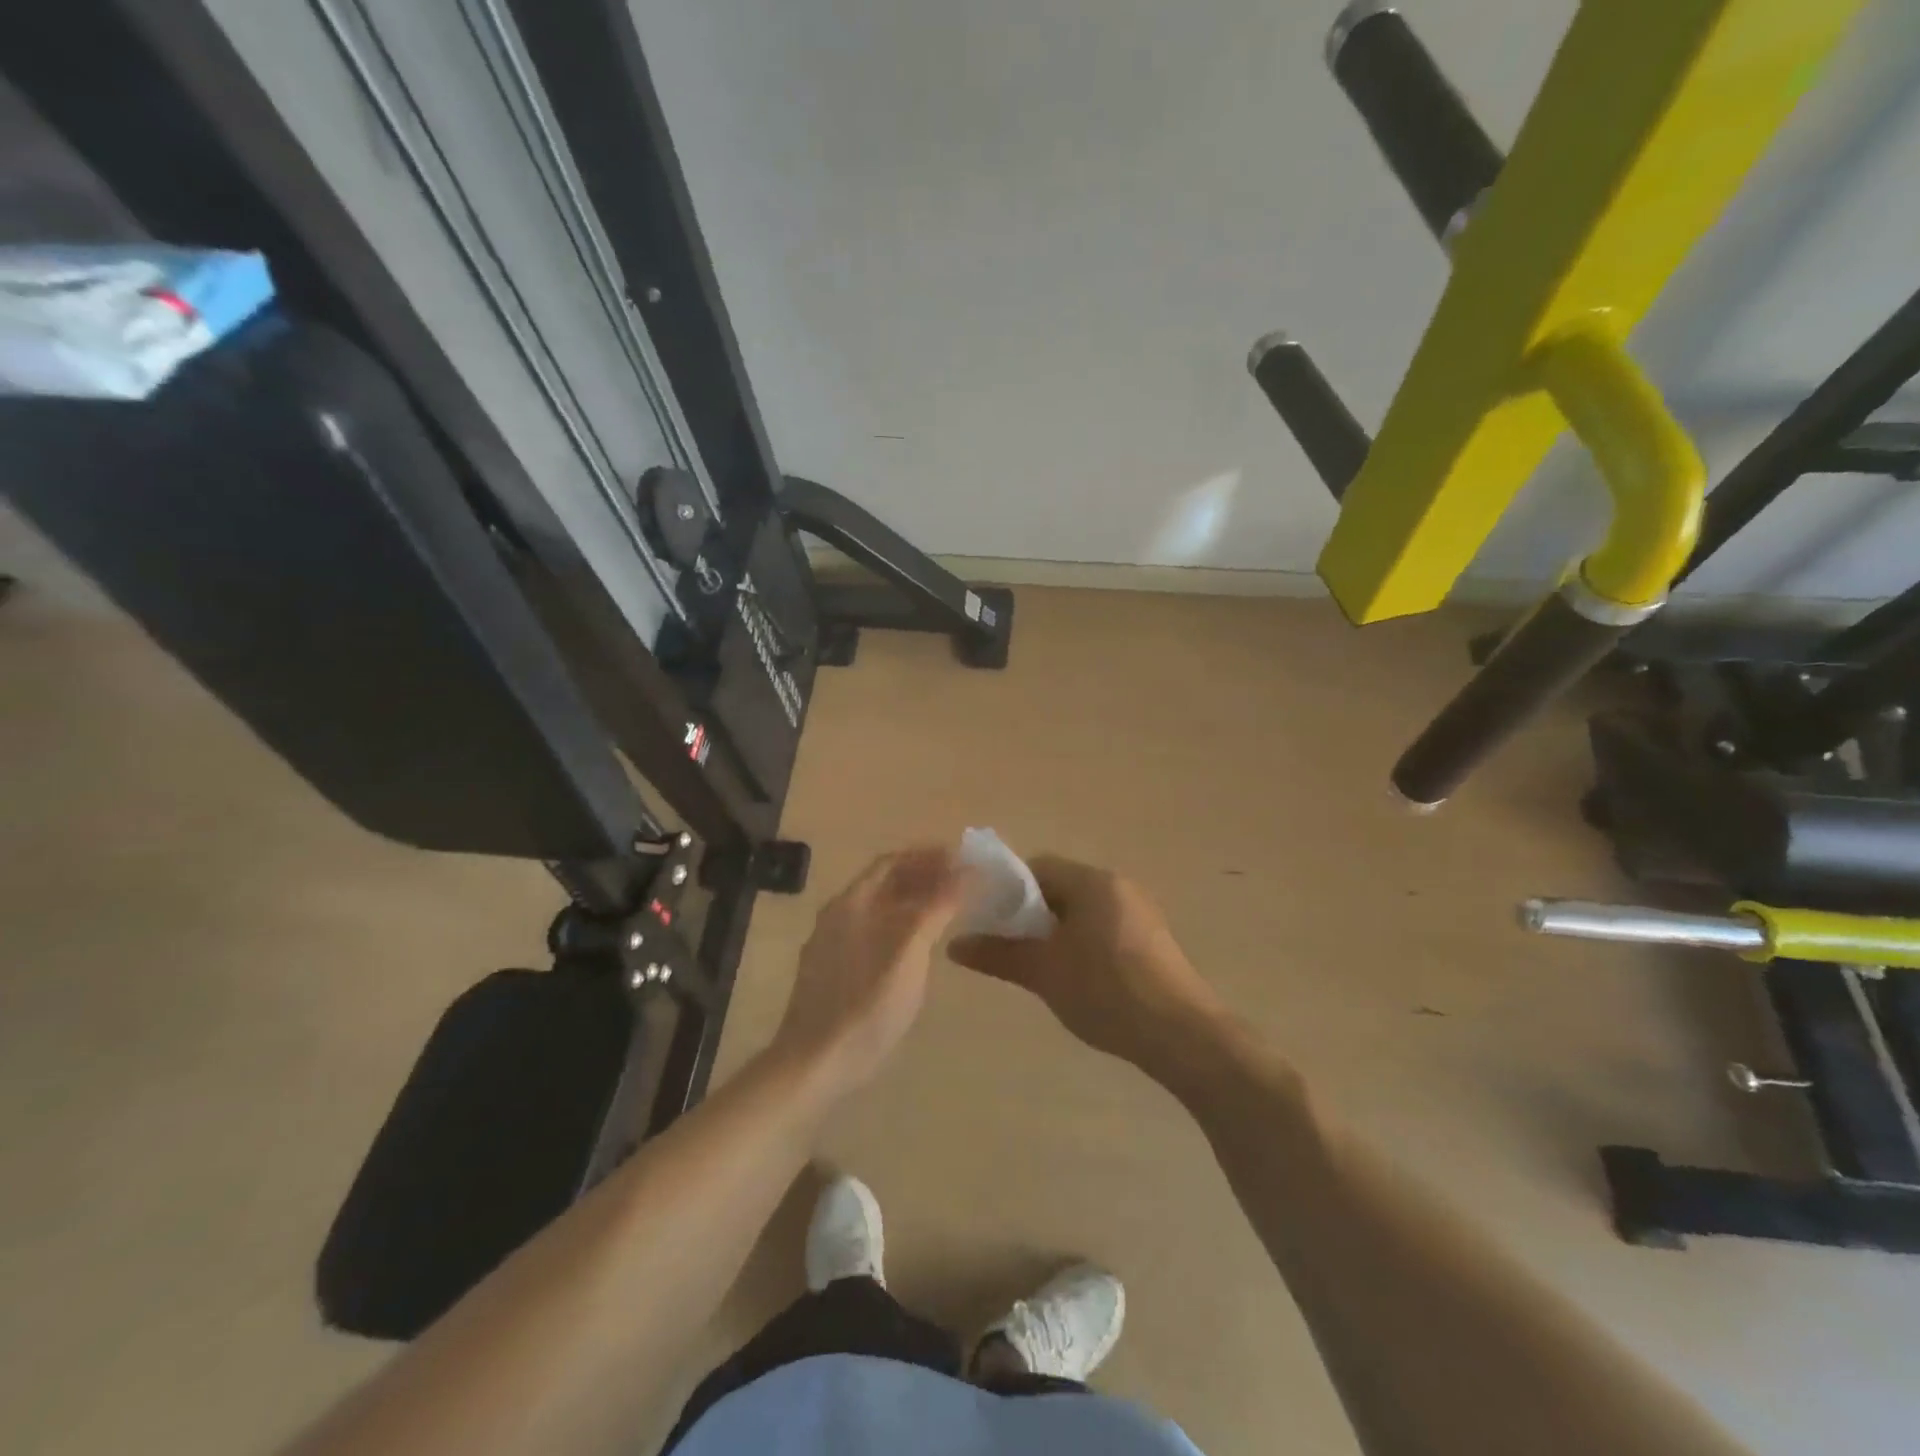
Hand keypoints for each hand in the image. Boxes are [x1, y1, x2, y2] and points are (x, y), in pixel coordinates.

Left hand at [769, 846, 967, 1096]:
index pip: (891, 862)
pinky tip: (919, 944)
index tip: (961, 857)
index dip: (926, 855)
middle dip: (922, 876)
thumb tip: (967, 869)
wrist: (815, 1064)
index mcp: (851, 903)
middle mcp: (838, 916)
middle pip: (884, 883)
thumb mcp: (909, 951)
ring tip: (948, 908)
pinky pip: (873, 932)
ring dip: (913, 901)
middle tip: (962, 881)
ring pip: (879, 910)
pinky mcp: (835, 972)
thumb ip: (937, 906)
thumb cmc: (866, 1004)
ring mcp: (833, 945)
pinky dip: (901, 925)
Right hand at [950, 856, 1225, 1078]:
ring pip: (1082, 911)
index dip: (1007, 890)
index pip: (1037, 867)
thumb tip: (954, 945)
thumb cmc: (1106, 991)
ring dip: (1055, 932)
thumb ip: (998, 954)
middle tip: (1008, 948)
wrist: (1182, 1035)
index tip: (988, 921)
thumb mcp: (1044, 972)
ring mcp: (1140, 913)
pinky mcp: (1152, 941)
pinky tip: (1075, 979)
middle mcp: (1118, 886)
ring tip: (1038, 968)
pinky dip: (1081, 944)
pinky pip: (1103, 928)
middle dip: (1030, 914)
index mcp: (1092, 881)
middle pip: (1060, 887)